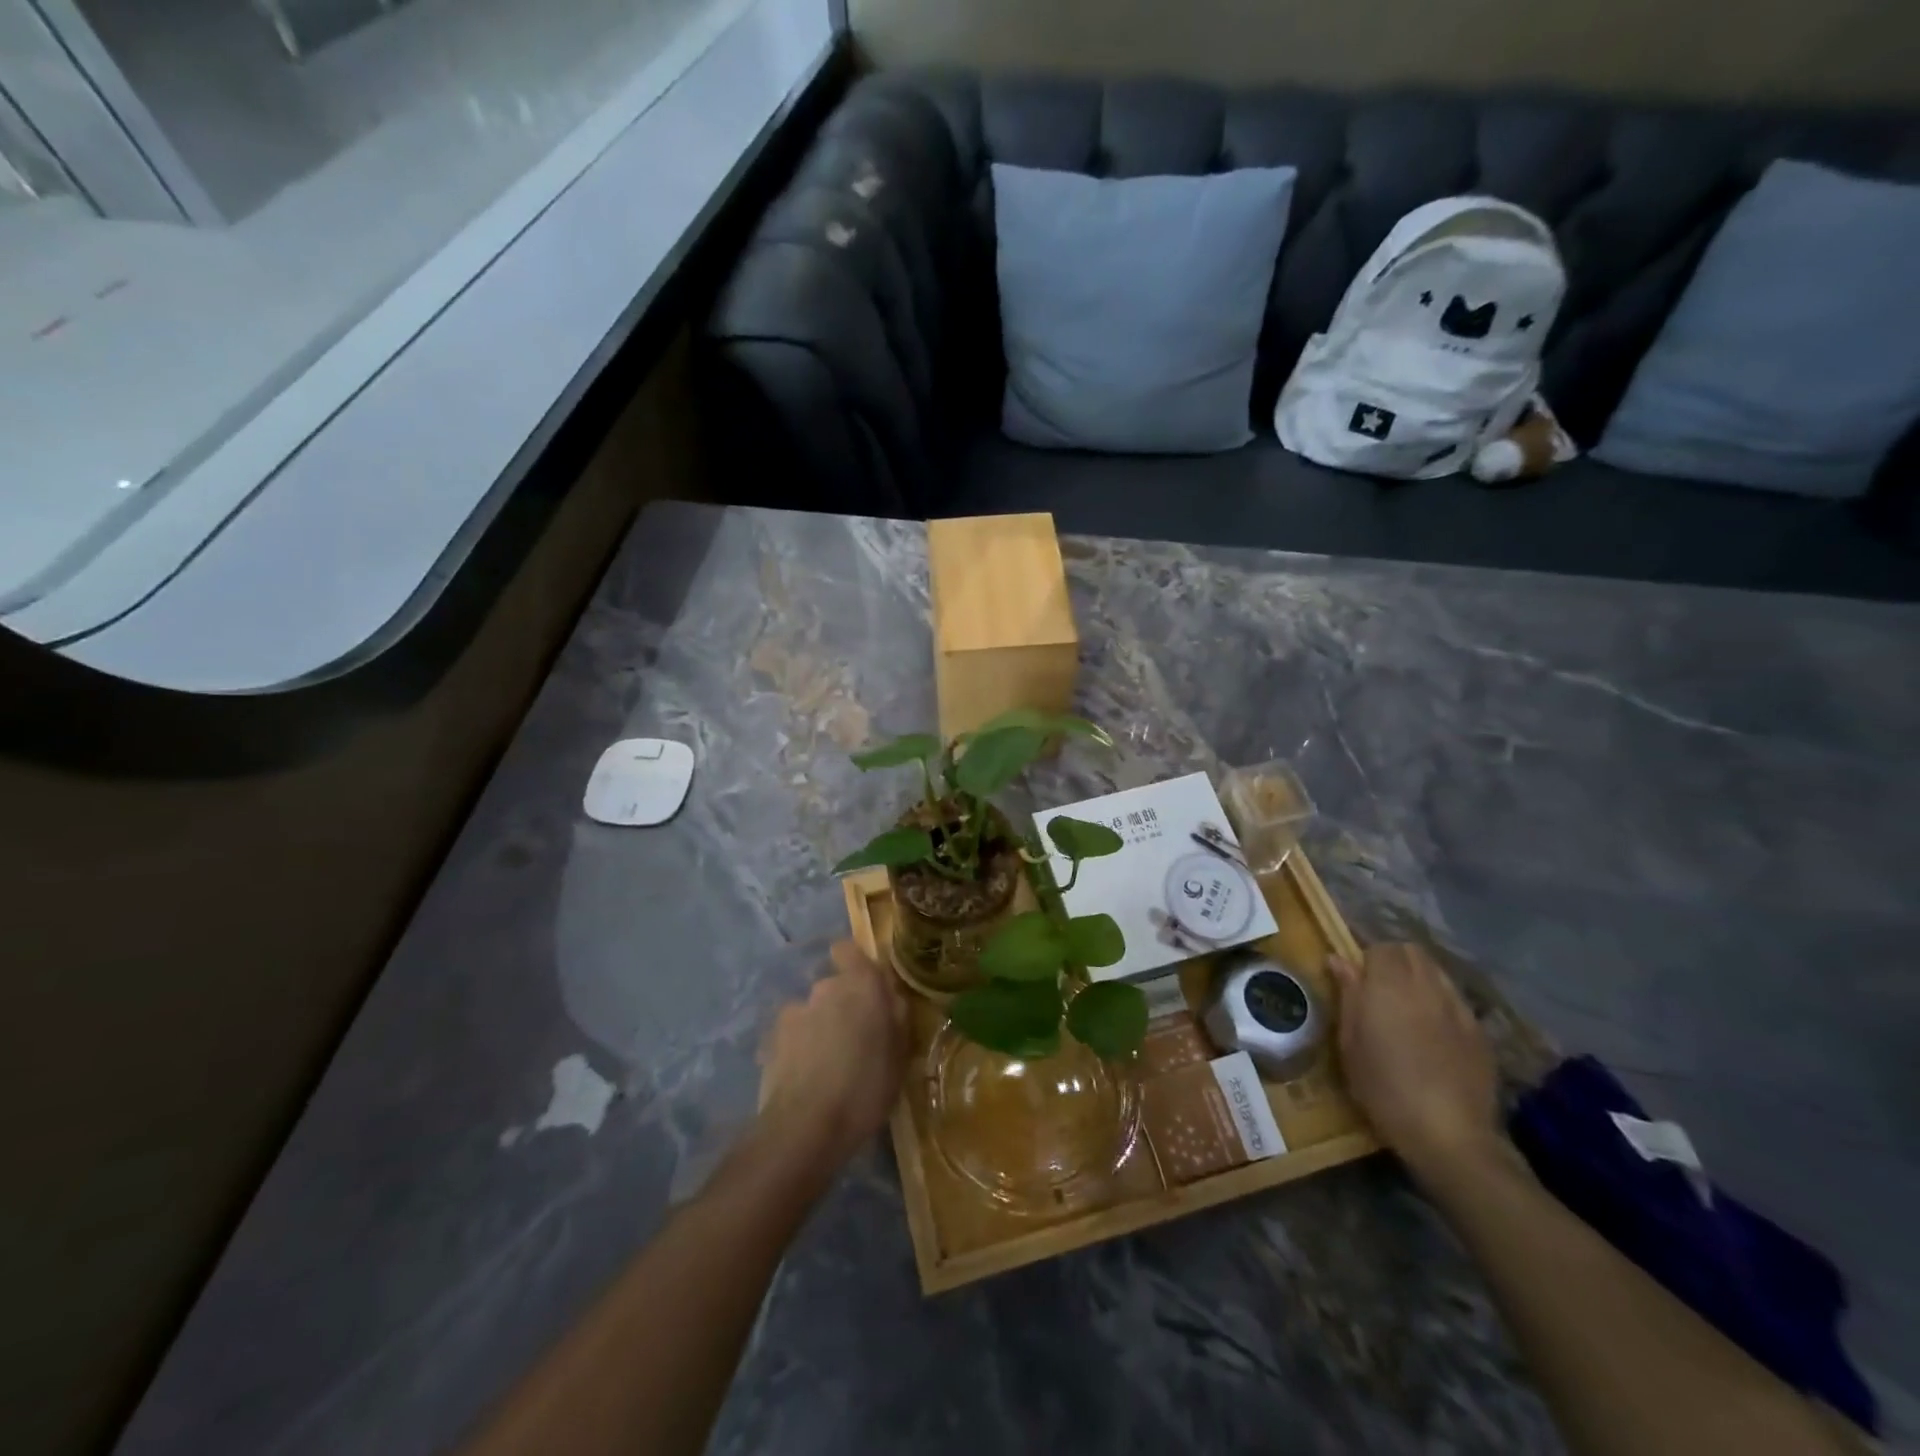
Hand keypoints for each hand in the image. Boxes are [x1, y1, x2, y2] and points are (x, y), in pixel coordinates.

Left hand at [757, 941, 908, 1167]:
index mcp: (861, 986)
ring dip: (819, 1027)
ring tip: (826, 1065)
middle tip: (854, 1040)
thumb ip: (896, 1019)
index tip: (866, 990)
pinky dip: (798, 1048)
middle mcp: (825, 988)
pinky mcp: (771, 1038)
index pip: (849, 951)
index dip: (854, 965)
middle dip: (842, 1005)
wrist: (805, 1127)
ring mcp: (794, 1011)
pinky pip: (792, 1034)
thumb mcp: (899, 1058)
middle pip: (834, 986)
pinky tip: (804, 1077)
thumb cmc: (865, 1090)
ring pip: (812, 1011)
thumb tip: (891, 999)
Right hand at [1329, 942, 1500, 1186]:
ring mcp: (1458, 1007)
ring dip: (1419, 977)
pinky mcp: (1479, 1031)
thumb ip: (1348, 995)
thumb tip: (1338, 959)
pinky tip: (1434, 1029)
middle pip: (1413, 952)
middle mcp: (1426, 987)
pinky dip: (1441, 1001)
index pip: (1381, 947)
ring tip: (1407, 1004)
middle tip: (1379, 986)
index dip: (1367, 957)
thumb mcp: (1350, 1043)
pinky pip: (1456, 999)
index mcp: (1388, 987)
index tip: (1357, 978)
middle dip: (1395, 959)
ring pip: (1437, 972)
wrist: (1449, 1134)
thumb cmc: (1384, 1088)